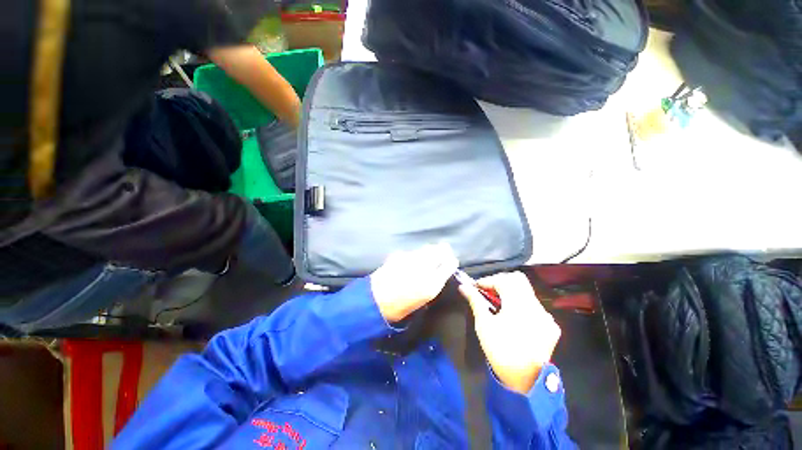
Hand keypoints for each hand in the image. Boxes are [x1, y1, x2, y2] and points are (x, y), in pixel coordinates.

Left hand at [370, 243, 458, 322]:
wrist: (376, 301)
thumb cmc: (401, 307)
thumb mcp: (423, 300)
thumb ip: (433, 284)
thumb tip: (437, 274)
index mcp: (433, 283)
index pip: (449, 265)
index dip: (451, 261)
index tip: (452, 260)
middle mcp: (425, 268)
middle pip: (440, 251)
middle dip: (443, 250)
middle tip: (444, 250)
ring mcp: (411, 259)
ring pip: (426, 249)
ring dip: (430, 250)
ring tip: (429, 253)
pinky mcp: (400, 255)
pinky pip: (413, 251)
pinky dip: (416, 253)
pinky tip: (412, 258)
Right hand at [459, 272, 560, 393]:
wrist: (526, 382)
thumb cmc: (500, 351)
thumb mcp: (484, 325)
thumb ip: (475, 301)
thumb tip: (463, 286)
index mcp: (519, 305)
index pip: (503, 280)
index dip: (488, 280)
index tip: (476, 286)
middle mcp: (536, 306)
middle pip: (518, 279)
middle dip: (500, 281)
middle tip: (488, 290)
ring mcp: (546, 316)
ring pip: (526, 291)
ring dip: (510, 291)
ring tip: (498, 303)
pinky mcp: (550, 325)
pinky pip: (534, 305)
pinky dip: (521, 303)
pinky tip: (513, 316)